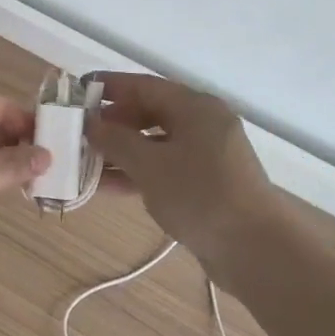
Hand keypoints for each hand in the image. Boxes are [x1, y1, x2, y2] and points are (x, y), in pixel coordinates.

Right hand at [86, 74, 278, 283]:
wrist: (255, 249)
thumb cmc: (200, 195)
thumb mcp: (150, 165)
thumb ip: (116, 141)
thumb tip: (90, 123)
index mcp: (195, 107)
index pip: (144, 86)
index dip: (110, 86)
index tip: (79, 89)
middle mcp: (203, 125)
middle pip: (150, 113)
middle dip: (113, 122)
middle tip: (79, 131)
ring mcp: (206, 156)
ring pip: (155, 144)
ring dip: (121, 152)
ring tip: (84, 161)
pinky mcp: (205, 185)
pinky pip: (164, 168)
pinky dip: (137, 173)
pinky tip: (105, 187)